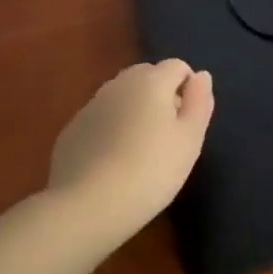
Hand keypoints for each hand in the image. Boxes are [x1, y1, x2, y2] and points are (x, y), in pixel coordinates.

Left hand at [46, 59, 212, 246]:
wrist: (87, 207)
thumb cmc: (150, 171)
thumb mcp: (190, 139)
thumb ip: (199, 102)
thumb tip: (201, 76)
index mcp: (151, 81)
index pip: (178, 66)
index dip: (188, 89)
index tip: (188, 122)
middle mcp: (119, 84)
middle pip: (147, 76)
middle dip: (161, 95)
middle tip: (167, 135)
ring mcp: (91, 106)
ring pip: (121, 96)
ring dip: (134, 110)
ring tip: (139, 149)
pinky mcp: (71, 130)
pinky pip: (101, 118)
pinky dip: (111, 129)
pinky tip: (112, 162)